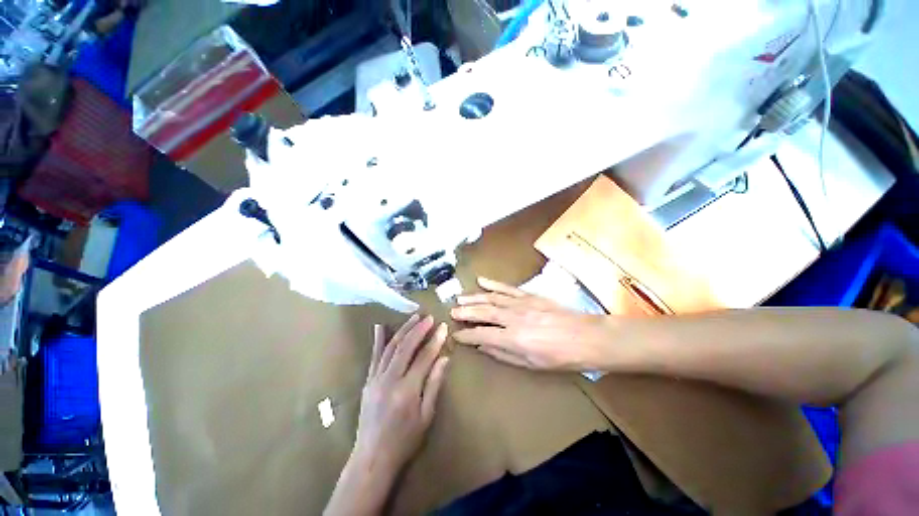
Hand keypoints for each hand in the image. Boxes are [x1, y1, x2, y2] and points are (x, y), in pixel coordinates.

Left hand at [353, 314, 449, 474]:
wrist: (372, 458)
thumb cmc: (405, 440)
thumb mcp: (426, 416)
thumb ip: (434, 384)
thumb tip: (445, 358)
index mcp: (407, 390)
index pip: (424, 357)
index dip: (435, 340)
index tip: (443, 326)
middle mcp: (390, 379)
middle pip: (406, 347)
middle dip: (419, 329)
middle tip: (429, 317)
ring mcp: (376, 378)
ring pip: (390, 347)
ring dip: (403, 330)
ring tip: (414, 317)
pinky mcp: (368, 381)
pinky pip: (374, 356)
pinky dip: (378, 340)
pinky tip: (380, 326)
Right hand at [451, 277, 610, 370]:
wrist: (585, 337)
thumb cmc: (559, 357)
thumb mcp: (530, 364)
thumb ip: (502, 354)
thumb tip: (482, 346)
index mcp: (513, 338)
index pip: (481, 334)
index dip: (466, 334)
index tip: (456, 334)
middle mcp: (513, 318)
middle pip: (483, 312)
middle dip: (465, 312)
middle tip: (452, 311)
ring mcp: (521, 303)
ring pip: (491, 298)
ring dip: (474, 297)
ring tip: (460, 298)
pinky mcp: (529, 295)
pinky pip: (507, 288)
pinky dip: (493, 284)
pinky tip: (481, 281)